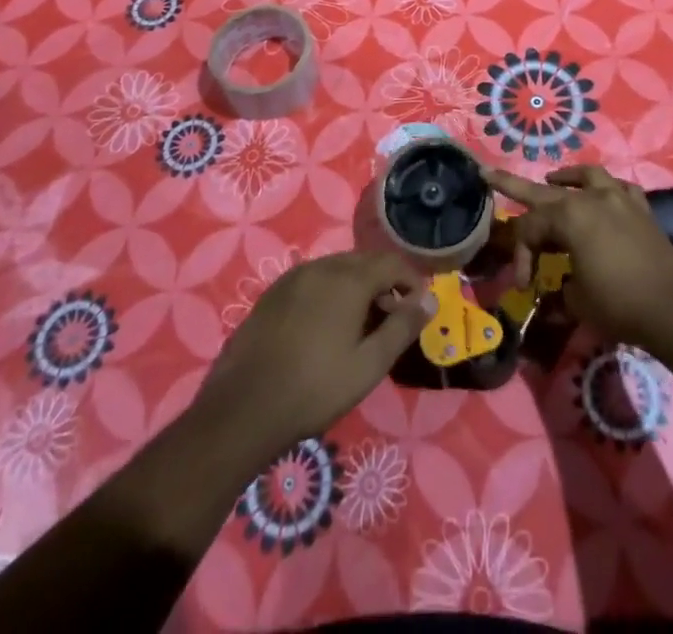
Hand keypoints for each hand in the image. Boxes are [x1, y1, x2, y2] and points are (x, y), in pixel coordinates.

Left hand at [195, 251, 433, 452]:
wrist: (242, 410)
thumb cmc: (315, 389)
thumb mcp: (369, 365)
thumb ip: (402, 327)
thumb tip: (429, 299)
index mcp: (348, 279)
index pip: (391, 263)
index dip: (411, 280)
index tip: (419, 307)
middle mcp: (321, 267)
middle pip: (363, 262)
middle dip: (384, 283)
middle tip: (391, 319)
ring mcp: (292, 278)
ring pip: (336, 270)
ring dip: (356, 287)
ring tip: (360, 325)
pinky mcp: (271, 294)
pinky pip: (312, 281)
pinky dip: (329, 293)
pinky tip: (324, 328)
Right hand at [484, 164, 672, 352]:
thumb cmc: (619, 304)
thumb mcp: (577, 302)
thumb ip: (558, 291)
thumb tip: (552, 295)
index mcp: (569, 217)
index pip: (530, 229)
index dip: (520, 256)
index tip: (523, 285)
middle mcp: (591, 198)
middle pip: (544, 191)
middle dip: (513, 184)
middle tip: (489, 173)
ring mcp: (619, 199)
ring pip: (586, 176)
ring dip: (567, 177)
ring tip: (554, 179)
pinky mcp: (642, 210)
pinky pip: (620, 188)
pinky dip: (607, 189)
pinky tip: (604, 195)